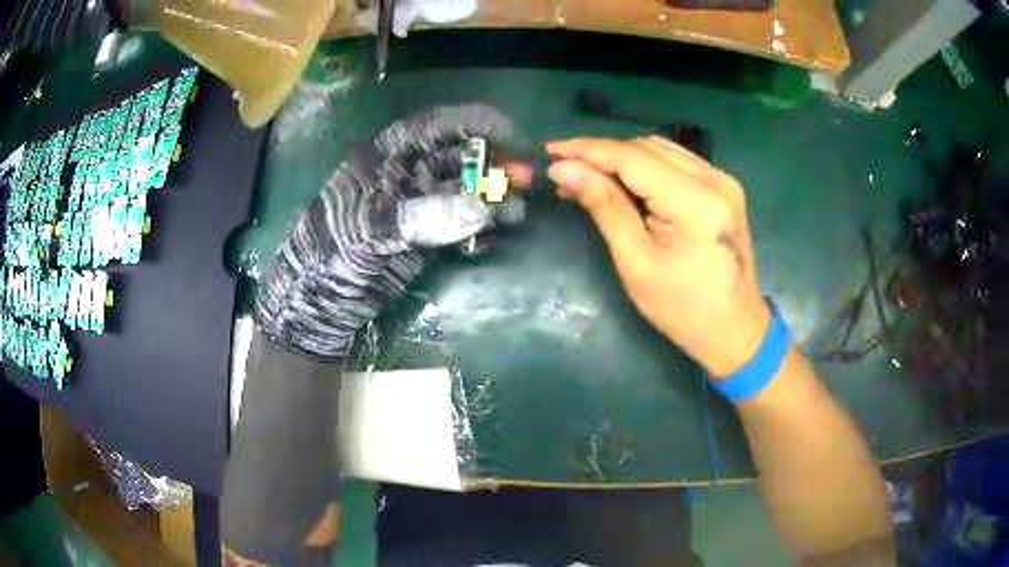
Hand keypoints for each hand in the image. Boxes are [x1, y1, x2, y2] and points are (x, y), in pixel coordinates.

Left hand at [255, 105, 525, 358]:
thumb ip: (419, 217)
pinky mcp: (428, 236)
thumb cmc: (329, 254)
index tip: (512, 133)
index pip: (435, 127)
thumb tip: (479, 210)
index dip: (474, 124)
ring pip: (466, 191)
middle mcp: (408, 174)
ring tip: (517, 209)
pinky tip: (495, 234)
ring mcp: (420, 206)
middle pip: (459, 156)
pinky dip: (482, 227)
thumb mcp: (365, 230)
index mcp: (386, 156)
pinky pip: (462, 224)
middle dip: (493, 162)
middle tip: (525, 177)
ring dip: (493, 196)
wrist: (318, 304)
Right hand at [546, 136, 770, 376]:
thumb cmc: (681, 308)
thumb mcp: (636, 262)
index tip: (550, 152)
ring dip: (622, 157)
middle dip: (602, 153)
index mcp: (694, 201)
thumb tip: (564, 170)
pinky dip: (646, 166)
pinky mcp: (724, 187)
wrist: (734, 328)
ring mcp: (723, 180)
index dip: (587, 150)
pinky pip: (677, 162)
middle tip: (566, 171)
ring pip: (661, 149)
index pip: (631, 157)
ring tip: (589, 175)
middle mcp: (714, 179)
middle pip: (646, 148)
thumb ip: (604, 207)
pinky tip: (626, 182)